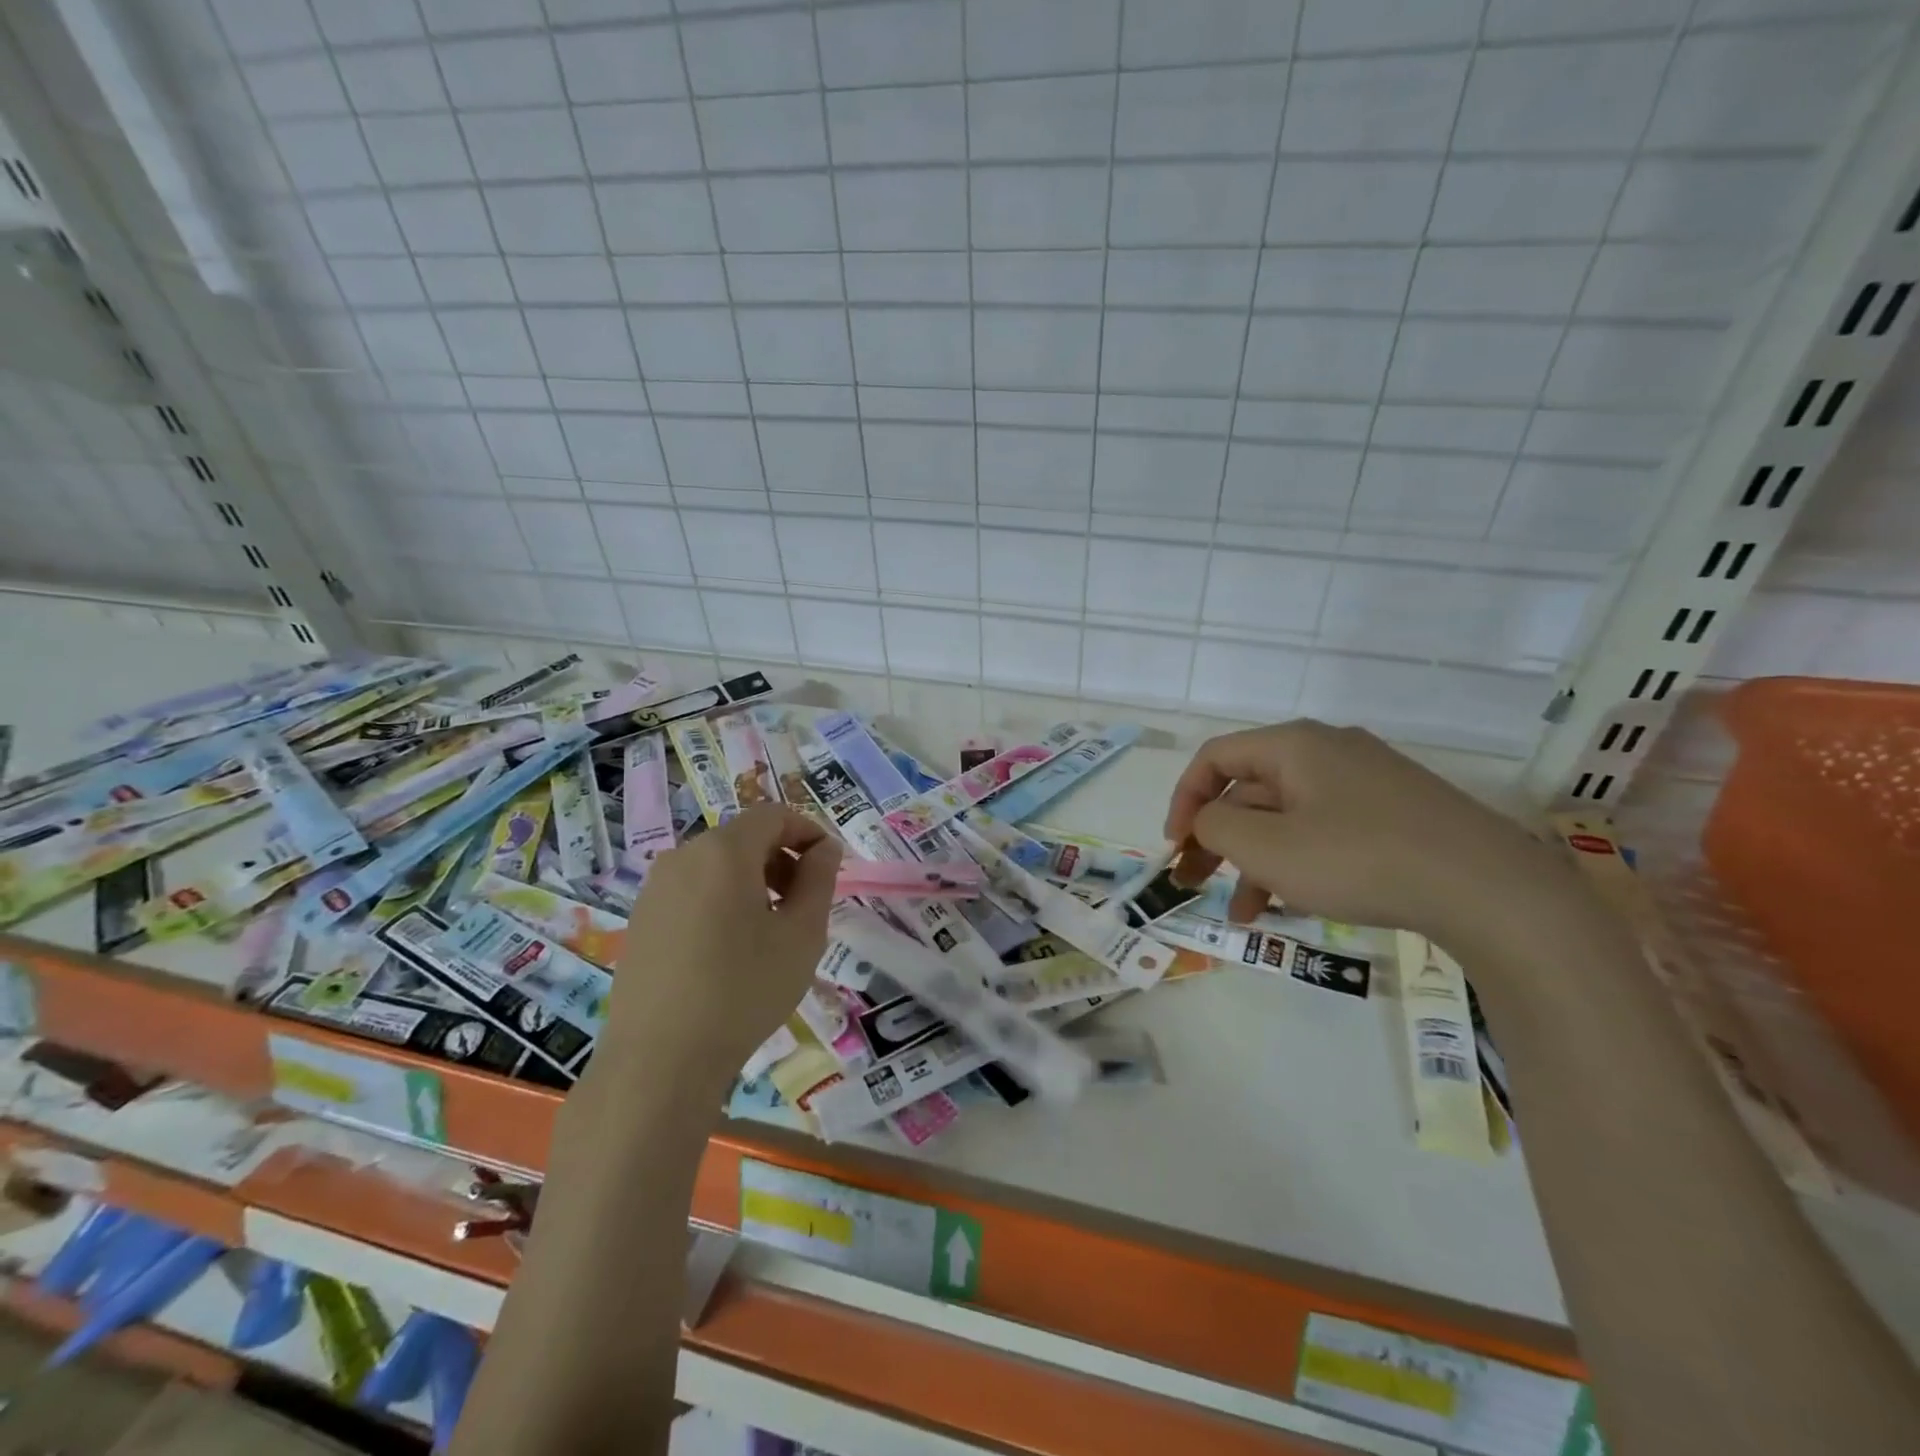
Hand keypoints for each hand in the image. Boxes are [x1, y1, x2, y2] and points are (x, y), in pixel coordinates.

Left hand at [604, 806, 840, 1095]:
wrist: (659, 1060)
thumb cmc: (743, 990)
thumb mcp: (802, 934)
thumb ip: (819, 879)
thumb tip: (824, 848)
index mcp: (724, 851)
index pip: (774, 815)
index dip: (809, 831)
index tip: (830, 867)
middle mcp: (684, 856)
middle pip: (744, 837)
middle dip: (782, 858)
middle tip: (806, 902)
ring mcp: (655, 887)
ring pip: (717, 864)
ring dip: (754, 880)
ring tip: (772, 928)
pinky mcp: (641, 918)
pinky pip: (693, 890)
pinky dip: (722, 899)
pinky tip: (731, 948)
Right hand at [1165, 721, 1565, 943]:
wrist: (1491, 890)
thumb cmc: (1359, 859)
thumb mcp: (1267, 847)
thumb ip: (1216, 828)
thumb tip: (1207, 820)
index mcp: (1294, 746)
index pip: (1215, 758)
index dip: (1184, 800)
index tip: (1175, 845)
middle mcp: (1328, 752)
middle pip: (1250, 789)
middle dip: (1216, 838)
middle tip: (1194, 882)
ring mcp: (1367, 782)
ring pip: (1287, 817)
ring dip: (1254, 860)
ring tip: (1242, 914)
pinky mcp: (1395, 814)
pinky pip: (1324, 830)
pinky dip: (1297, 862)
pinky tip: (1291, 904)